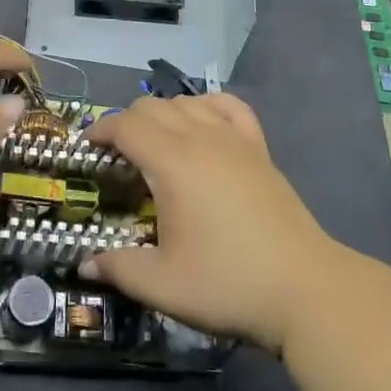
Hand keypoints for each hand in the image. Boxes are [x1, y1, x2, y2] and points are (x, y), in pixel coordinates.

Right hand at [82, 94, 339, 353]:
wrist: (305, 289)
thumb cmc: (228, 284)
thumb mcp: (163, 285)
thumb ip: (119, 268)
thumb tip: (85, 264)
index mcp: (172, 163)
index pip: (126, 125)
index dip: (100, 130)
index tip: (86, 147)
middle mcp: (201, 138)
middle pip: (152, 106)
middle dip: (126, 122)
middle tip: (117, 155)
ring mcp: (234, 139)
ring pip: (187, 102)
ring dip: (162, 113)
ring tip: (155, 143)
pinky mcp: (259, 148)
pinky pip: (229, 106)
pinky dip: (207, 105)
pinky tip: (203, 123)